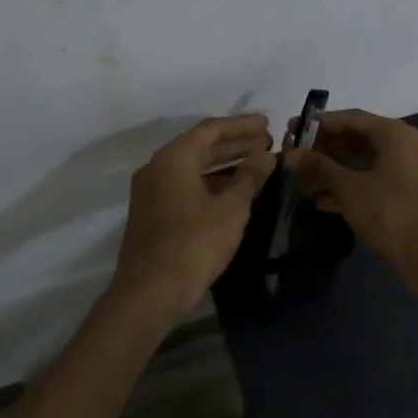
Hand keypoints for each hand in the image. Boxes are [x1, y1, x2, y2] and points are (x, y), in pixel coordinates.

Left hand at [109, 114, 275, 320]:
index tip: (268, 124)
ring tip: (257, 165)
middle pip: (200, 146)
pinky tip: (234, 192)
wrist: (150, 292)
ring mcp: (151, 193)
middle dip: (235, 144)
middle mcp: (157, 168)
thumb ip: (249, 177)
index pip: (211, 129)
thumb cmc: (194, 244)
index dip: (241, 126)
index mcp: (173, 158)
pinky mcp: (153, 214)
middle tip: (268, 143)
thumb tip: (266, 156)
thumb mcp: (230, 209)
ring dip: (225, 164)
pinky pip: (186, 186)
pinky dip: (211, 183)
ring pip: (193, 168)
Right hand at [281, 110, 417, 278]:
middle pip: (359, 140)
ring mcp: (412, 172)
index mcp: (396, 134)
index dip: (319, 124)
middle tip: (296, 158)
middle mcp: (407, 146)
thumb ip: (319, 167)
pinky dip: (352, 188)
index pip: (351, 118)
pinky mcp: (411, 197)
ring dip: (335, 172)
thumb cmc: (392, 213)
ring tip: (303, 183)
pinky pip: (376, 183)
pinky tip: (323, 202)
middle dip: (325, 150)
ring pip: (366, 164)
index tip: (292, 131)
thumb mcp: (349, 188)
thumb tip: (290, 154)